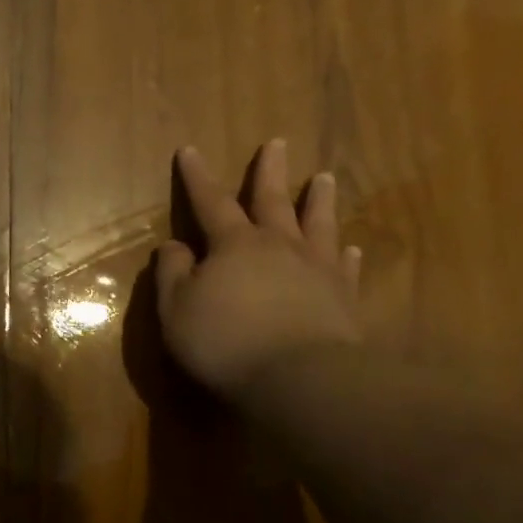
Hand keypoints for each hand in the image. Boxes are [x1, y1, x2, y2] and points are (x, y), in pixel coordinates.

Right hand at [156, 139, 361, 396]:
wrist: (299, 378)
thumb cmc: (225, 341)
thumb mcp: (177, 309)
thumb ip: (172, 273)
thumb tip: (173, 246)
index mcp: (234, 245)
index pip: (211, 202)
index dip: (197, 178)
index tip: (190, 150)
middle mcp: (278, 247)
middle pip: (273, 201)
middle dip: (270, 172)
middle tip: (277, 143)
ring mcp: (316, 270)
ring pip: (318, 225)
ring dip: (319, 200)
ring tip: (325, 178)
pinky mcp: (344, 298)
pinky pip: (345, 267)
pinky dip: (346, 254)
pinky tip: (349, 247)